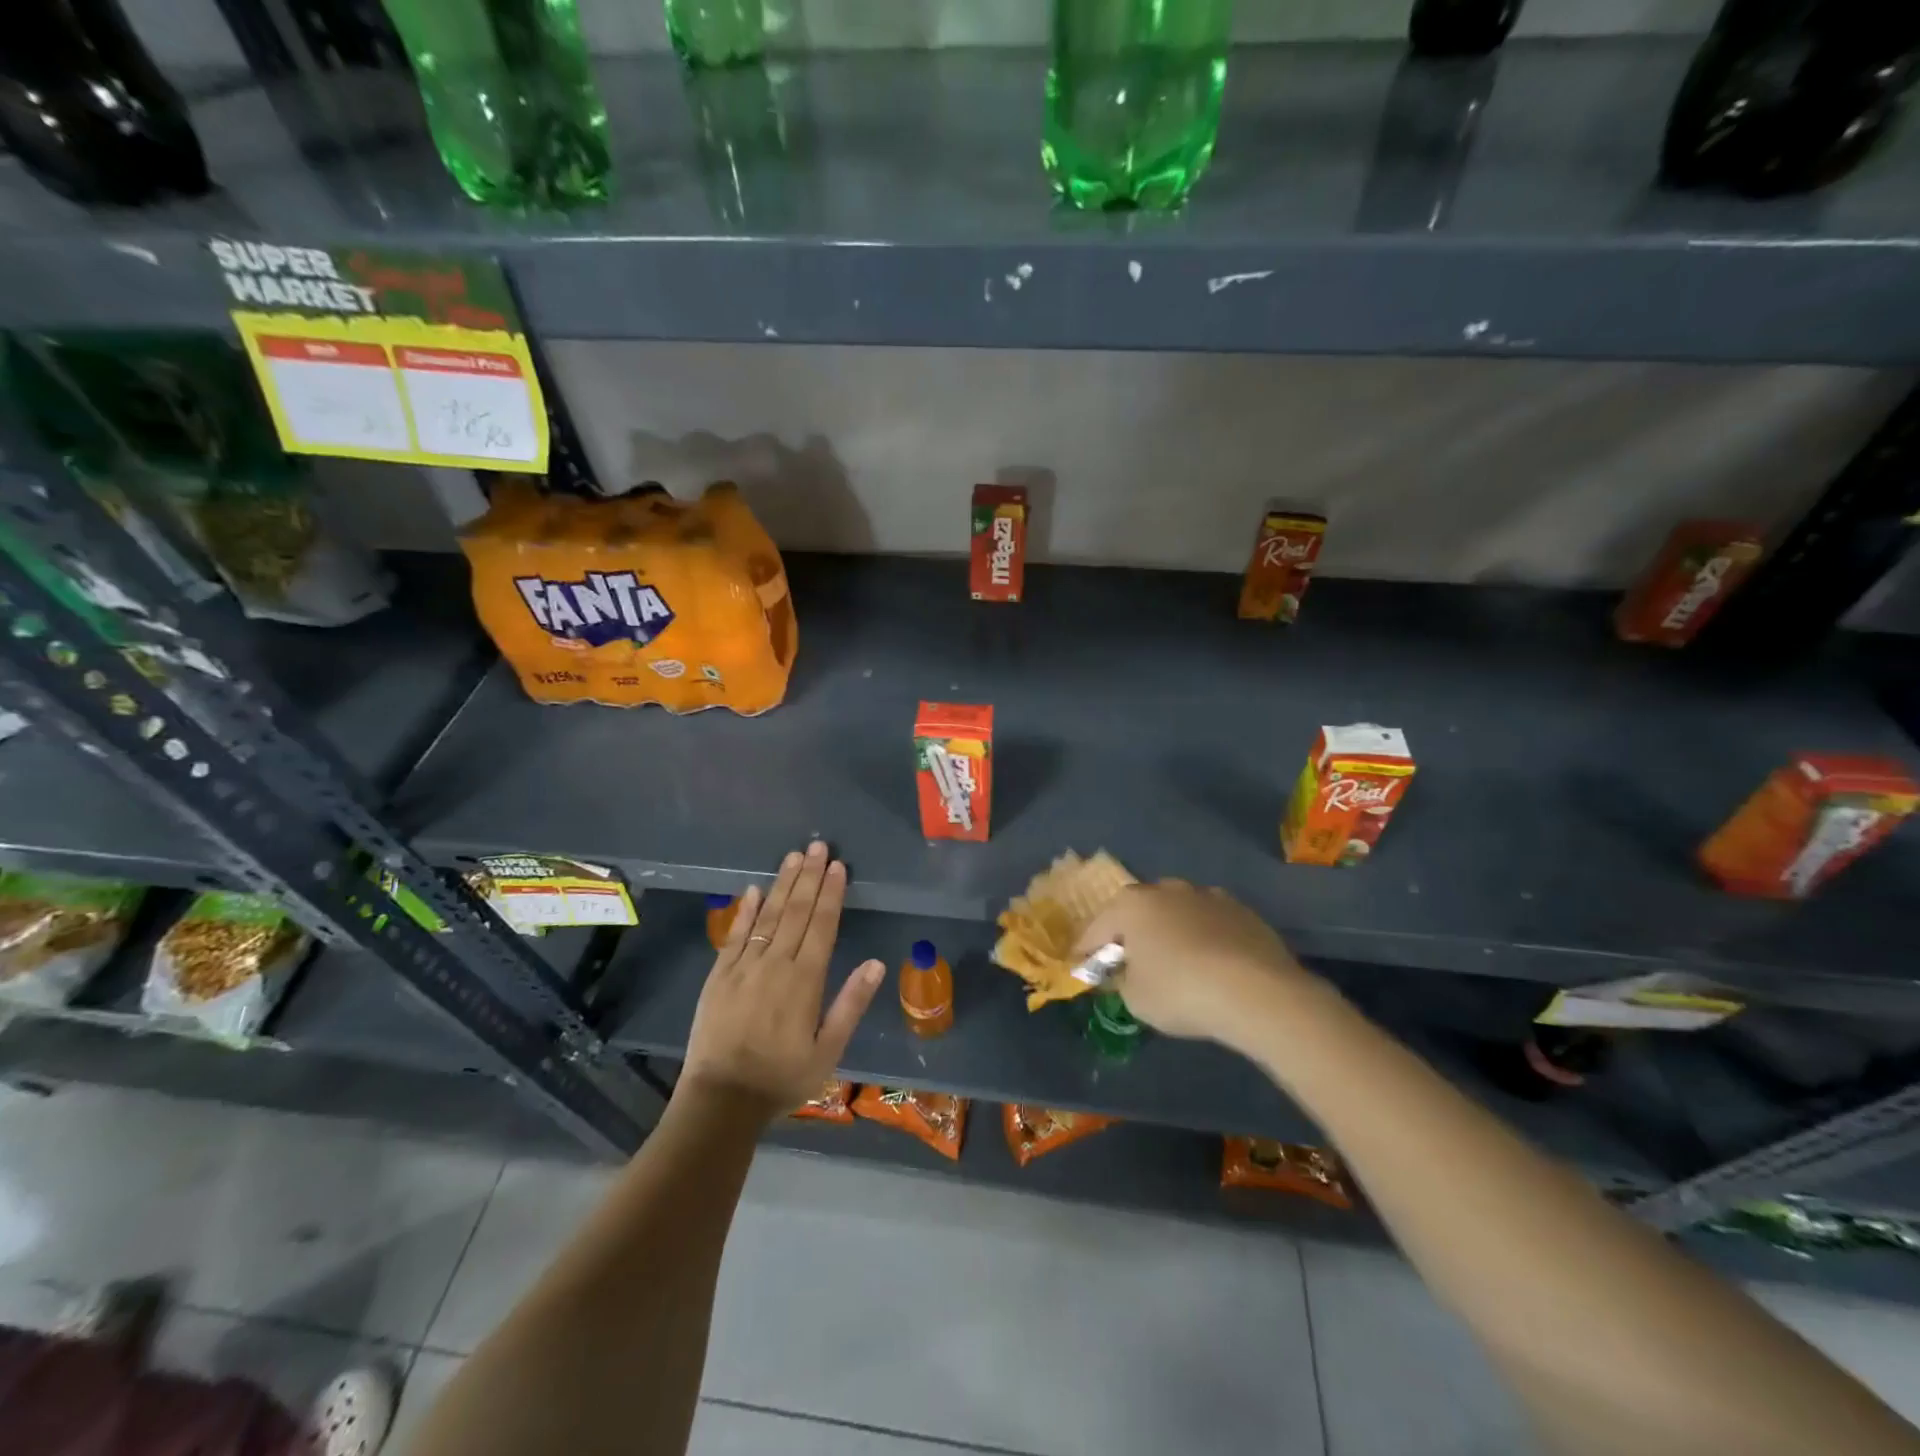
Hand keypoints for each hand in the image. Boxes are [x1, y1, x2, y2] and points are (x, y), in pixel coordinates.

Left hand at [681, 841, 884, 1120]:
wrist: (721, 1100)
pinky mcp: (719, 975)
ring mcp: (744, 966)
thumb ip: (851, 1004)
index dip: (832, 893)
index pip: (823, 925)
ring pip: (768, 915)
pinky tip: (754, 889)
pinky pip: (735, 935)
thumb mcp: (828, 1050)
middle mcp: (775, 964)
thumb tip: (877, 963)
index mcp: (805, 980)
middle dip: (810, 877)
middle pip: (796, 911)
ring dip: (782, 884)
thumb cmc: (782, 1078)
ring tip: (794, 856)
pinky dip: (746, 910)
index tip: (838, 866)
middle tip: (818, 846)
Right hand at [1074, 880, 1313, 1048]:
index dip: (1087, 950)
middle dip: (1132, 934)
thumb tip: (1125, 972)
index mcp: (1132, 904)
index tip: (1082, 966)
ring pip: (1178, 914)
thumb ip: (1121, 981)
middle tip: (1131, 962)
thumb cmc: (1180, 991)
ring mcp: (1207, 896)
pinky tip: (1212, 965)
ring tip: (1176, 963)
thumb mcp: (1135, 998)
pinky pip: (1211, 925)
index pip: (1098, 928)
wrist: (1256, 991)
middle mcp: (1167, 889)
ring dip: (1172, 932)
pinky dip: (1205, 939)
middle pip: (1139, 912)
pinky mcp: (1242, 911)